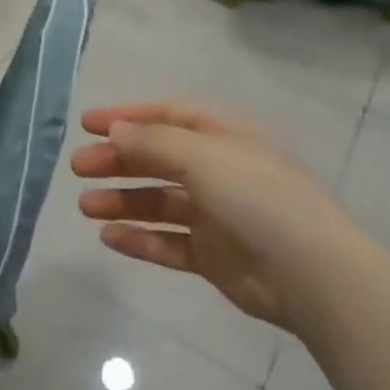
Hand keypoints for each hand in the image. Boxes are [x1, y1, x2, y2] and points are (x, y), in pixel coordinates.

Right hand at [71, 101, 357, 336]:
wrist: (311, 273)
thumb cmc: (257, 196)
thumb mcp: (202, 156)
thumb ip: (153, 142)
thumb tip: (115, 129)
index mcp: (225, 137)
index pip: (170, 116)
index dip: (129, 116)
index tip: (88, 124)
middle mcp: (220, 170)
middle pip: (158, 158)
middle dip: (118, 160)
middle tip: (78, 167)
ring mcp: (217, 215)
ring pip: (159, 202)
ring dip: (122, 200)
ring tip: (86, 206)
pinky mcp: (213, 256)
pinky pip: (168, 242)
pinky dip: (139, 238)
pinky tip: (110, 237)